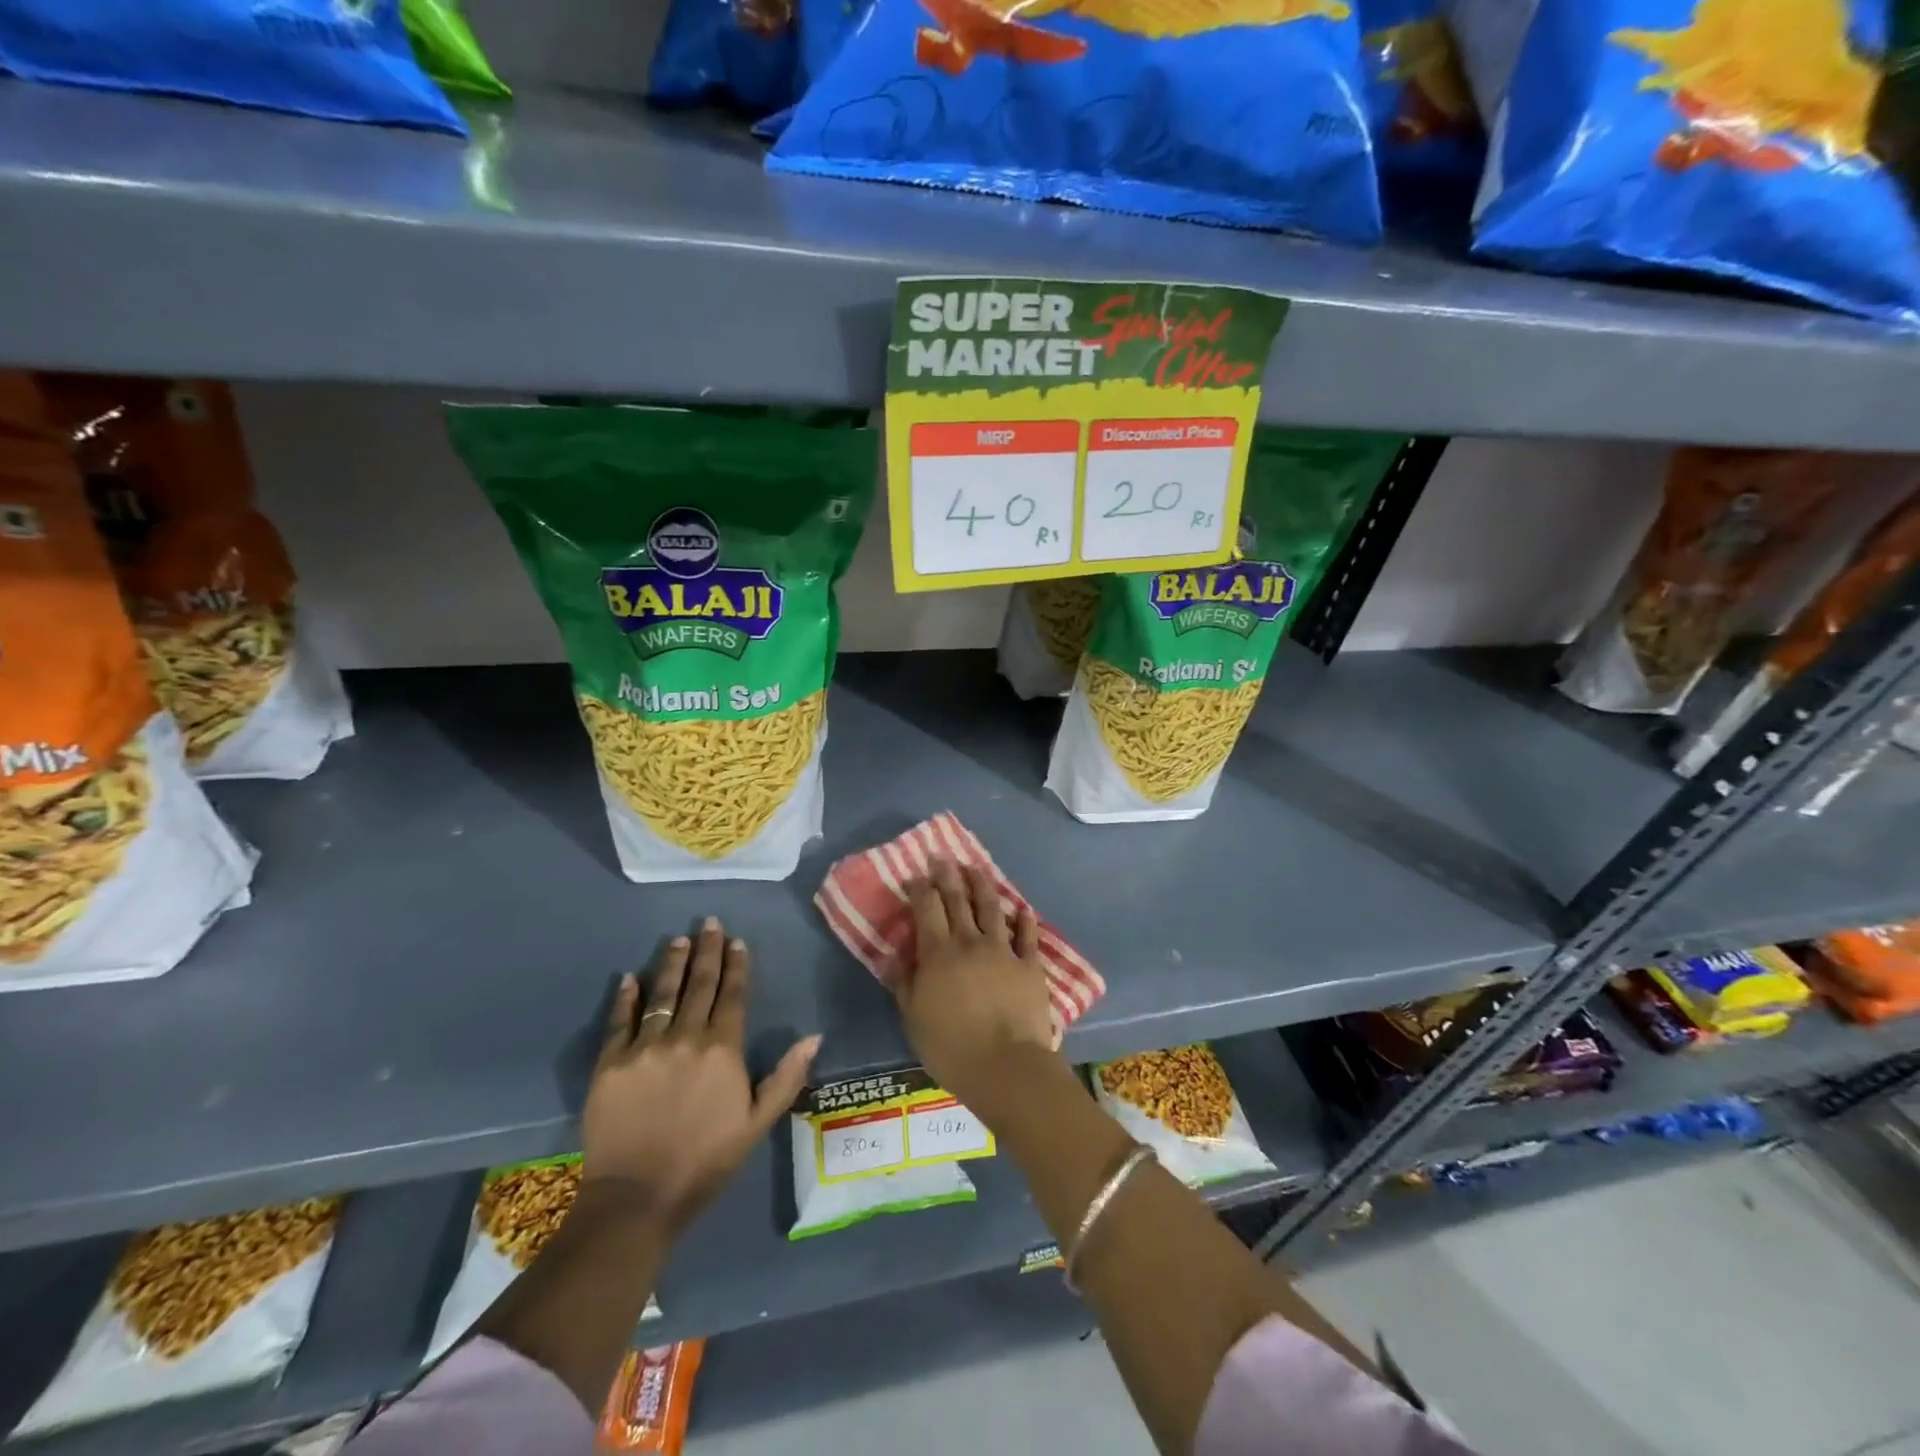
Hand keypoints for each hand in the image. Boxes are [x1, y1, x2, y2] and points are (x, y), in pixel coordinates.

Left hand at [583, 918, 819, 1233]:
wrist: (637, 1198)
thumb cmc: (705, 1161)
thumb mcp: (758, 1123)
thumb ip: (787, 1077)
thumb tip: (814, 1036)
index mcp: (723, 1049)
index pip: (732, 995)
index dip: (736, 966)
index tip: (737, 941)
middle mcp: (686, 1038)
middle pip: (699, 985)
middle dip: (707, 951)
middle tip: (709, 922)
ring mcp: (645, 1048)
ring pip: (662, 994)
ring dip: (672, 964)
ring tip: (677, 939)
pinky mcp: (611, 1064)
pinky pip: (620, 1021)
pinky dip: (625, 998)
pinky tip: (630, 978)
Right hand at [894, 858, 1056, 1122]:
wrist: (1006, 1066)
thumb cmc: (951, 1047)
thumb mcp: (913, 1018)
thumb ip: (905, 982)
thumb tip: (896, 954)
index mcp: (939, 953)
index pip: (927, 908)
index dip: (921, 888)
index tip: (917, 874)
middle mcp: (970, 942)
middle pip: (958, 900)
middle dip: (948, 875)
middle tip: (943, 857)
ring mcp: (1003, 950)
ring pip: (991, 908)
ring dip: (982, 886)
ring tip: (975, 869)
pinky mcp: (1029, 965)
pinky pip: (1027, 936)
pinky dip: (1024, 919)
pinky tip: (1023, 908)